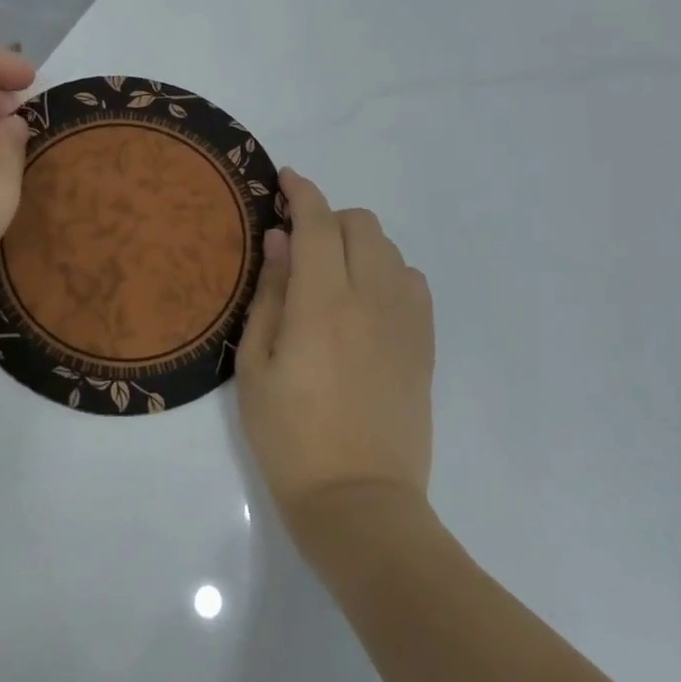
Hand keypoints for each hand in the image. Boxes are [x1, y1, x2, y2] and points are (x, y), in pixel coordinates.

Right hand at [236, 169, 434, 545]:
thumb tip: (280, 241)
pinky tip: (366, 302)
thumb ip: (271, 294)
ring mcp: (406, 321)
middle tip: (300, 246)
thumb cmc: (290, 437)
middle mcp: (372, 299)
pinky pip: (412, 282)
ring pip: (389, 249)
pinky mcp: (424, 344)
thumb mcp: (256, 365)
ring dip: (357, 244)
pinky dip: (387, 272)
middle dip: (328, 218)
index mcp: (323, 303)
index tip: (285, 180)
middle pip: (361, 224)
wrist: (359, 501)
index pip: (318, 222)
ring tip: (331, 276)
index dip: (301, 192)